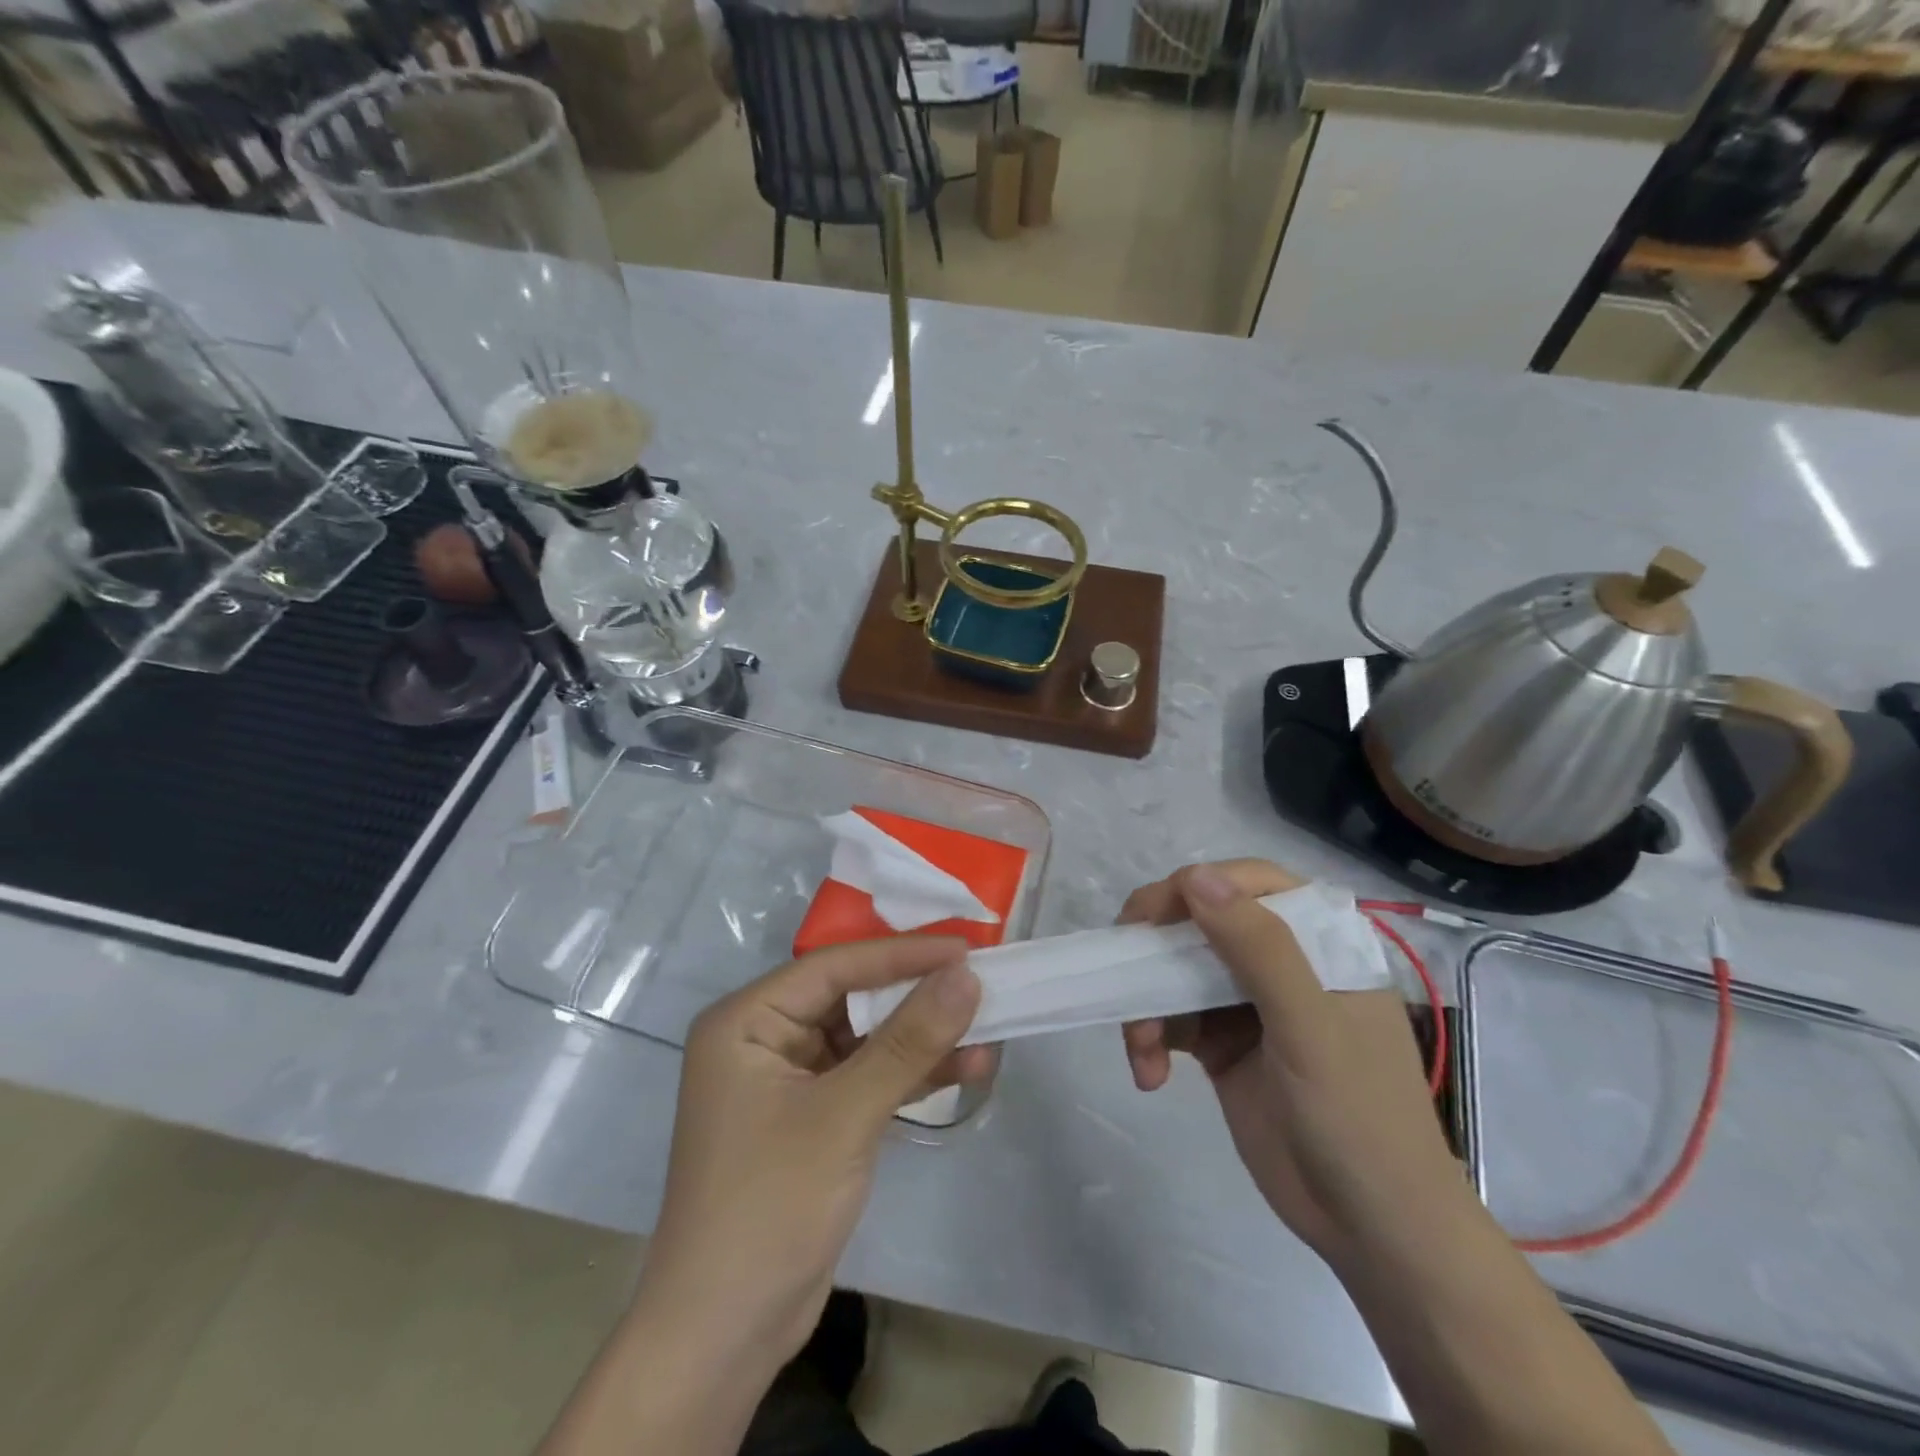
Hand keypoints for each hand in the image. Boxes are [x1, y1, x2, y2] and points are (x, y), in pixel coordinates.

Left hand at [633, 936, 990, 1387]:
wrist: (725, 1336)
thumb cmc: (770, 1205)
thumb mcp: (845, 1114)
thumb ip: (907, 1042)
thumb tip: (966, 977)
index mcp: (747, 1020)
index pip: (834, 967)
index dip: (901, 955)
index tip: (964, 949)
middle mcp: (765, 1038)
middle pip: (852, 999)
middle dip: (916, 997)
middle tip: (979, 984)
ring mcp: (789, 1080)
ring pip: (866, 1039)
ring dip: (922, 1039)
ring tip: (987, 1030)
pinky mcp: (813, 1117)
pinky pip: (868, 1077)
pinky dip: (911, 1075)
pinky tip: (963, 1069)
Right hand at [1118, 859, 1460, 1265]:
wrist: (1373, 1230)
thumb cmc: (1358, 1118)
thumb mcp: (1309, 1028)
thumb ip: (1258, 948)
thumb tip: (1194, 876)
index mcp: (1320, 943)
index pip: (1250, 885)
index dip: (1195, 888)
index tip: (1149, 917)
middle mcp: (1283, 962)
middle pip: (1203, 923)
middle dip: (1156, 948)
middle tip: (1120, 967)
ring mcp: (1249, 1003)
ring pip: (1177, 971)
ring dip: (1147, 1002)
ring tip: (1139, 1047)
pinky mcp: (1223, 1044)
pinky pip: (1173, 1018)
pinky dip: (1151, 1038)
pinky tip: (1149, 1073)